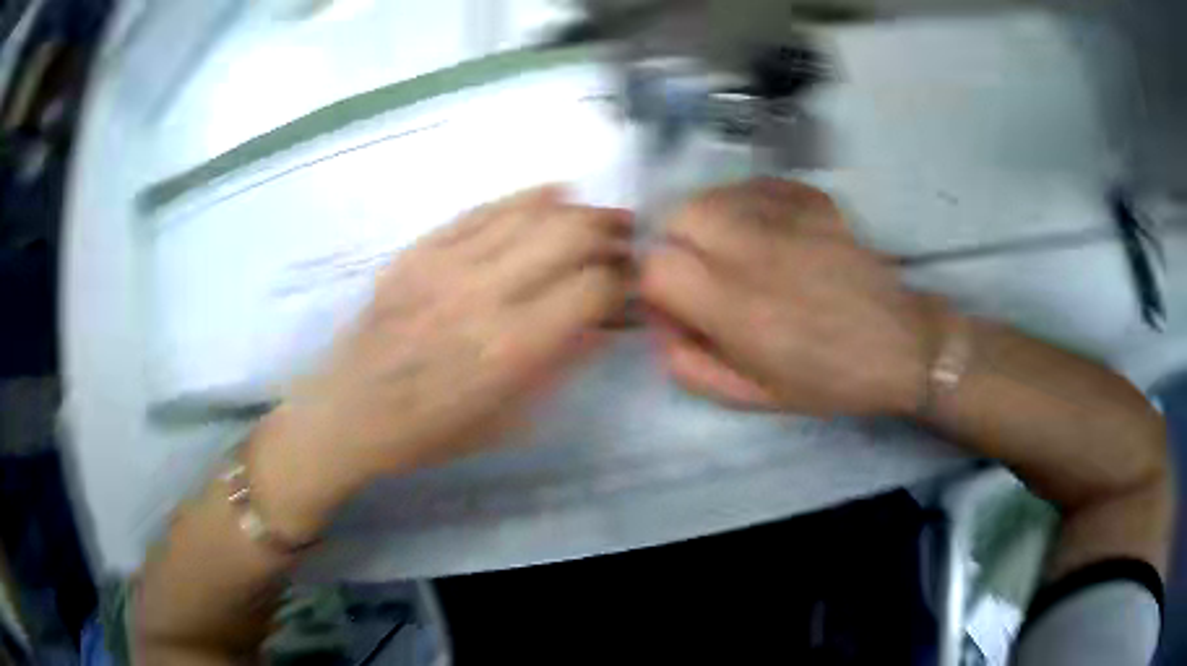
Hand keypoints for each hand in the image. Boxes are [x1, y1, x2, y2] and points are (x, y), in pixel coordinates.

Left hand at [257, 186, 632, 521]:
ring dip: (576, 211)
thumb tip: (602, 320)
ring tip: (597, 217)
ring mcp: (447, 262)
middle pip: (569, 235)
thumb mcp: (508, 421)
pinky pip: (482, 209)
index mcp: (511, 348)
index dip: (624, 282)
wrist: (348, 411)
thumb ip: (559, 365)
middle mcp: (484, 294)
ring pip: (530, 212)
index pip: (592, 289)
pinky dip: (525, 197)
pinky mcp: (419, 248)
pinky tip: (550, 194)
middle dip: (610, 234)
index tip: (633, 284)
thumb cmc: (429, 431)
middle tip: (626, 241)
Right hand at [641, 178, 932, 416]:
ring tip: (728, 249)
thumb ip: (690, 365)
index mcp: (738, 308)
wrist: (901, 346)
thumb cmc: (829, 381)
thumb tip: (659, 324)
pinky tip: (761, 229)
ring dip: (705, 221)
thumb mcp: (752, 397)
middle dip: (674, 244)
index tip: (674, 304)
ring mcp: (788, 217)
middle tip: (699, 273)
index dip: (653, 286)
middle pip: (679, 216)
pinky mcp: (812, 200)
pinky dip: (742, 203)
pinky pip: (753, 185)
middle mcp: (756, 251)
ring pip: (713, 194)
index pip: (656, 268)